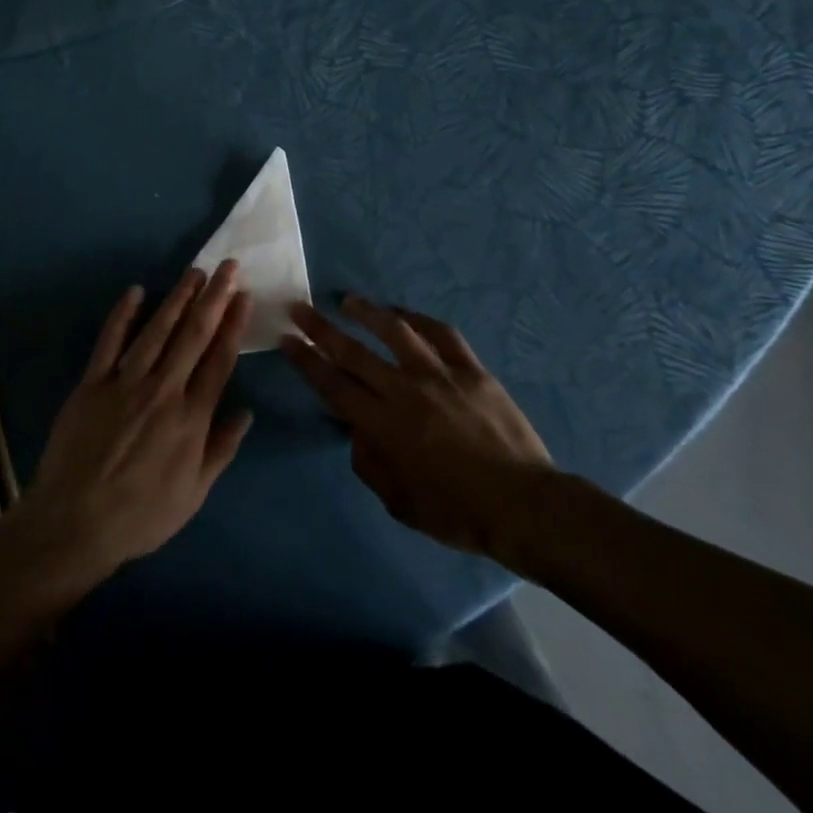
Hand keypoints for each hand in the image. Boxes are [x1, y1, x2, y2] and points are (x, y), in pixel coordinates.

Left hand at [20, 263, 253, 579]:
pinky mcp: (93, 383)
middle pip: (193, 336)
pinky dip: (122, 314)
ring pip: (157, 331)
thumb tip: (246, 412)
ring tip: (194, 272)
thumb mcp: (193, 494)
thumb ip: (221, 449)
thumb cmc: (140, 515)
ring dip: (177, 298)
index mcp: (191, 419)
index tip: (244, 296)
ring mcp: (125, 383)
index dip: (233, 325)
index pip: (219, 361)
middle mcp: (163, 392)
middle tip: (228, 267)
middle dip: (213, 298)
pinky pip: (110, 341)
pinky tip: (135, 291)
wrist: (75, 523)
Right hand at [284, 296, 554, 568]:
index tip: (287, 339)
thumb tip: (356, 432)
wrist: (524, 505)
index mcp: (384, 426)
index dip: (306, 361)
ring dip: (367, 312)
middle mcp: (405, 391)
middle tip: (299, 308)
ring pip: (396, 331)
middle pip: (353, 352)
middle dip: (320, 329)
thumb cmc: (458, 512)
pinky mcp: (471, 370)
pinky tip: (404, 314)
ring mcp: (440, 375)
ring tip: (347, 300)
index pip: (333, 385)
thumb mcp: (400, 502)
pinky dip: (420, 319)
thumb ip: (370, 464)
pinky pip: (442, 334)